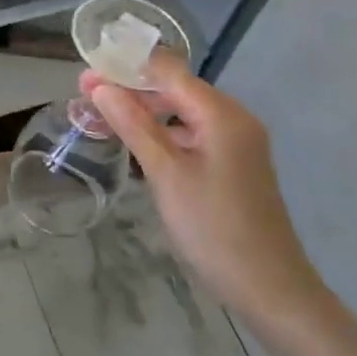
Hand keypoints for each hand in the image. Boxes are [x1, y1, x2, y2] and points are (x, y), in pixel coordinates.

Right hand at [83, 54, 325, 332]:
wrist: (270, 289)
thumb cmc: (214, 228)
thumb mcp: (166, 174)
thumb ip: (133, 125)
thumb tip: (100, 86)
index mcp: (221, 113)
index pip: (168, 70)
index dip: (126, 66)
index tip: (87, 71)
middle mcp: (233, 118)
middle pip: (176, 88)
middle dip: (131, 88)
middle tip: (86, 95)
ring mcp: (237, 141)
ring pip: (183, 111)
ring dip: (145, 110)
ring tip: (104, 116)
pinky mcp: (234, 163)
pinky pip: (193, 133)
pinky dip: (164, 132)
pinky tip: (138, 142)